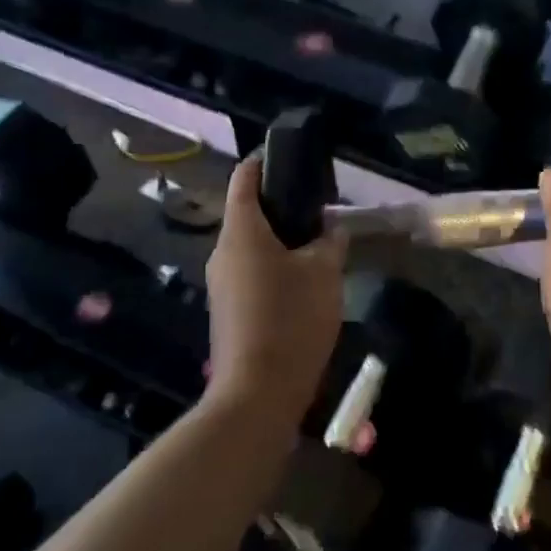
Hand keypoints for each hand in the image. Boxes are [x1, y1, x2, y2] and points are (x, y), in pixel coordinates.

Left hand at [204, 156, 347, 423]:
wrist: (258, 393)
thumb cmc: (291, 320)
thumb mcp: (324, 273)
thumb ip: (329, 241)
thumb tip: (329, 228)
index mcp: (241, 233)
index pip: (244, 179)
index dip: (263, 162)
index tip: (289, 157)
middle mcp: (223, 253)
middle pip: (248, 213)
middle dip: (281, 206)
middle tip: (319, 207)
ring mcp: (221, 285)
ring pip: (251, 247)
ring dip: (281, 240)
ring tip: (319, 243)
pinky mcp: (228, 311)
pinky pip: (251, 273)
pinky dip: (274, 266)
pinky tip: (304, 281)